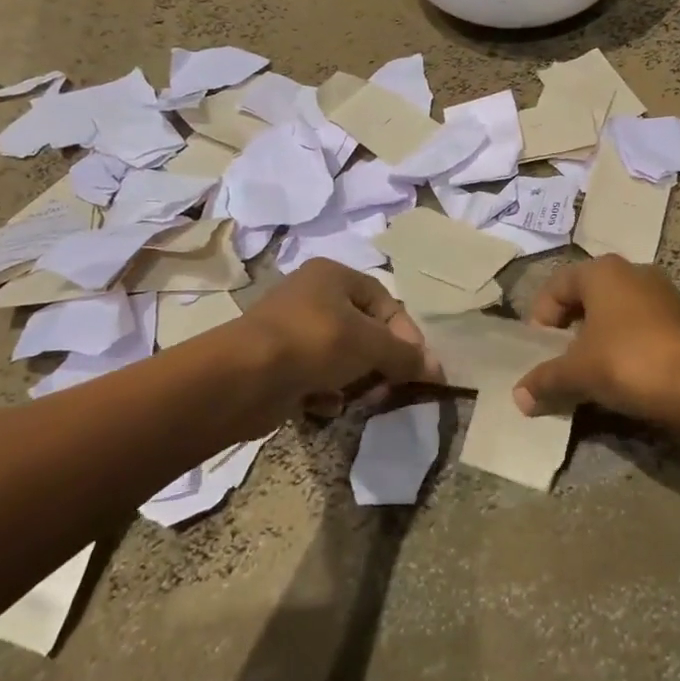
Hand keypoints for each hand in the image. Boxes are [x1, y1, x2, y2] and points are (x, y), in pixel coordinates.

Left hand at [239, 260, 441, 411]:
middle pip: (364, 330)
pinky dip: (326, 392)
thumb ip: (406, 355)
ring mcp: (291, 330)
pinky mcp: (276, 363)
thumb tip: (437, 369)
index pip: (385, 302)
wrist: (242, 378)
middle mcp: (312, 296)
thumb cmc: (314, 343)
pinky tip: (326, 405)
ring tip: (359, 399)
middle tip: (391, 387)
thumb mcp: (371, 344)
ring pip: (341, 356)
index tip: (419, 367)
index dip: (407, 335)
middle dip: (381, 361)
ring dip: (356, 379)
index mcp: (334, 275)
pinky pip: (315, 376)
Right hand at [513, 256, 679, 421]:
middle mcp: (633, 271)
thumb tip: (519, 396)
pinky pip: (640, 329)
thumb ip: (545, 379)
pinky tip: (622, 378)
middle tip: (560, 362)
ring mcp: (662, 294)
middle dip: (570, 331)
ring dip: (598, 341)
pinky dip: (626, 348)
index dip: (541, 318)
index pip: (556, 286)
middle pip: (587, 298)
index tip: (538, 351)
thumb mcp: (577, 372)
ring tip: (589, 374)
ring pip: (616, 314)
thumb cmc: (627, 361)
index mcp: (602, 270)